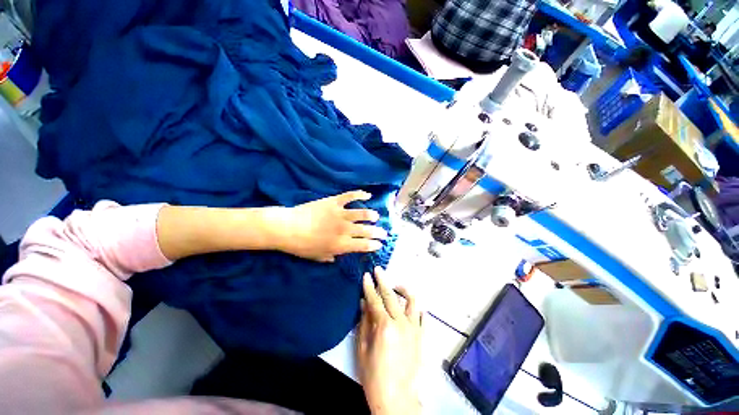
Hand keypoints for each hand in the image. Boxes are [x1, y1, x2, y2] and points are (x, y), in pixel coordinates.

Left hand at [268, 191, 387, 261]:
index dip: (374, 245)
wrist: (287, 227)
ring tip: (376, 216)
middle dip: (378, 232)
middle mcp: (345, 230)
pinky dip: (360, 194)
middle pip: (367, 230)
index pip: (364, 245)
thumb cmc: (301, 246)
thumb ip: (331, 257)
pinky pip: (350, 196)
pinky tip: (367, 194)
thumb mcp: (317, 257)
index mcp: (341, 245)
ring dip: (371, 215)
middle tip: (384, 232)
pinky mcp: (334, 202)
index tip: (379, 244)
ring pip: (362, 213)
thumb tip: (338, 256)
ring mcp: (340, 214)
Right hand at [357, 267, 421, 414]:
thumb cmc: (374, 375)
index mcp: (384, 325)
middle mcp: (401, 322)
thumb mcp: (363, 349)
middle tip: (379, 270)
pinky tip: (415, 306)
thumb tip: (364, 303)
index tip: (367, 275)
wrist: (396, 397)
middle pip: (391, 296)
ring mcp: (414, 328)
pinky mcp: (421, 336)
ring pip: (411, 302)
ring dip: (404, 290)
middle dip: (383, 281)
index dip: (369, 286)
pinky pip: (422, 318)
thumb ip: (364, 322)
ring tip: (399, 284)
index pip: (374, 300)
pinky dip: (418, 309)